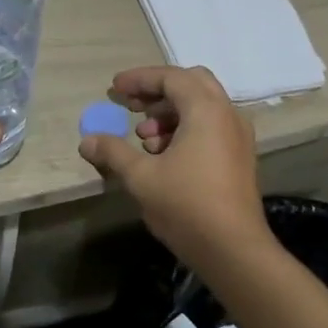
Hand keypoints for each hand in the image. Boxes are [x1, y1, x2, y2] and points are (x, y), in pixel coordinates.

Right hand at [78, 65, 271, 267]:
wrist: (234, 250)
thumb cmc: (186, 206)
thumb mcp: (141, 177)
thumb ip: (113, 152)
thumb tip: (87, 141)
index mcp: (206, 111)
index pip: (171, 78)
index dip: (140, 79)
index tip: (114, 89)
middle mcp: (228, 115)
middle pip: (192, 84)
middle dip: (158, 90)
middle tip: (131, 105)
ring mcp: (238, 137)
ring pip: (202, 107)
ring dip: (170, 113)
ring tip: (144, 136)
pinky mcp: (239, 157)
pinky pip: (211, 127)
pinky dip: (185, 129)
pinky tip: (163, 155)